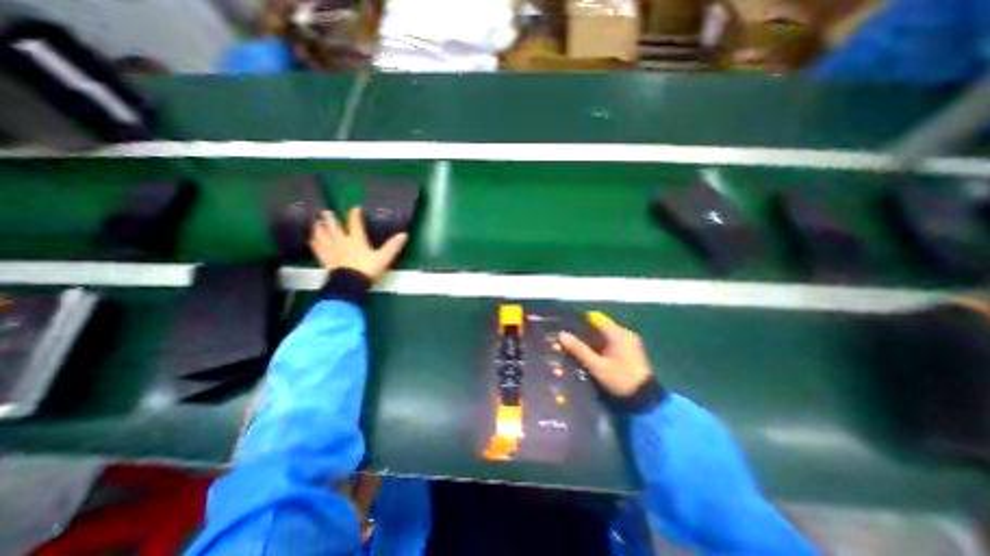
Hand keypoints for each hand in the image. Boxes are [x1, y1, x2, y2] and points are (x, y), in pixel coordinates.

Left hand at [307, 206, 405, 280]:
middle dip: (330, 219)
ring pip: (322, 236)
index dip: (355, 215)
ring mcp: (331, 251)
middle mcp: (342, 242)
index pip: (355, 224)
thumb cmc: (367, 269)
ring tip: (315, 222)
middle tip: (325, 211)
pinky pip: (317, 249)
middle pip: (334, 228)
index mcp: (356, 240)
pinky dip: (313, 242)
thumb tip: (404, 234)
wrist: (350, 283)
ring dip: (318, 228)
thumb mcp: (383, 258)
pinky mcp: (325, 260)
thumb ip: (393, 246)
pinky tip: (311, 239)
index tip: (355, 207)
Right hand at [561, 310, 656, 396]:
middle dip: (585, 333)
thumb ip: (579, 349)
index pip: (595, 318)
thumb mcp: (597, 366)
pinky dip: (602, 346)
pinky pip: (612, 342)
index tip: (567, 328)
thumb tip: (561, 334)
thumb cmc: (621, 380)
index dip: (580, 322)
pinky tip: (593, 355)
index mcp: (618, 333)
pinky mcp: (632, 351)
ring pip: (606, 335)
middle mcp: (625, 333)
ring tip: (578, 348)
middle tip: (570, 340)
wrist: (646, 400)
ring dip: (593, 340)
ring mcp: (630, 342)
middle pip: (600, 327)